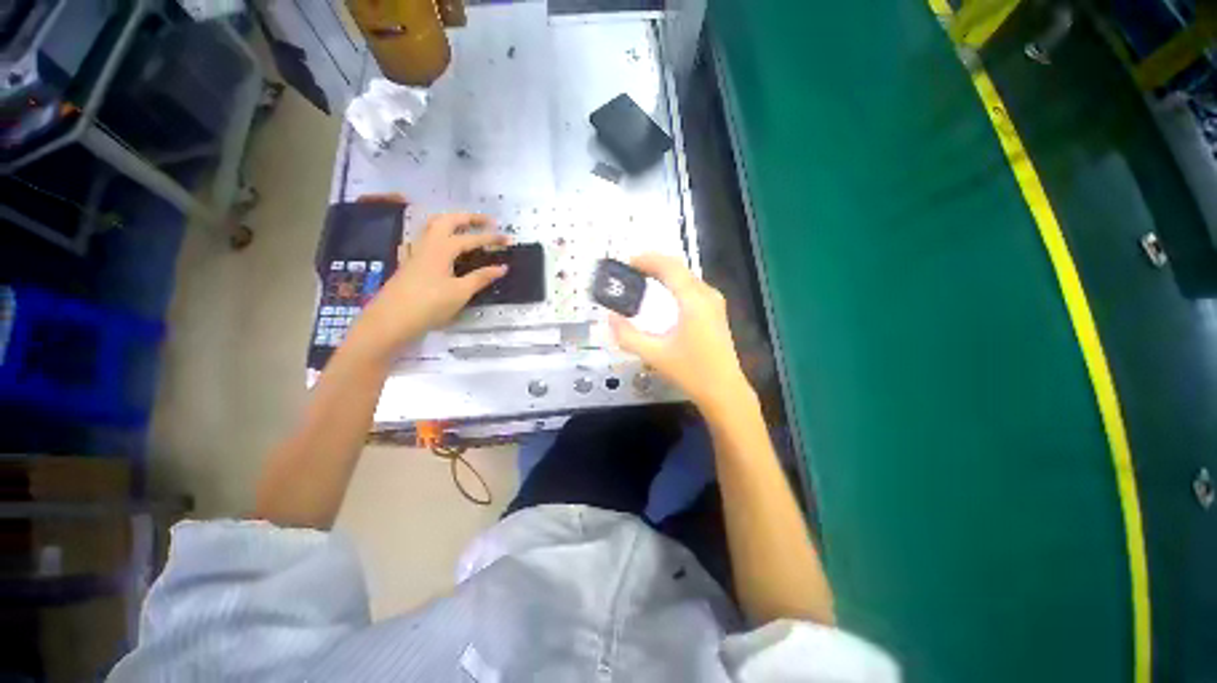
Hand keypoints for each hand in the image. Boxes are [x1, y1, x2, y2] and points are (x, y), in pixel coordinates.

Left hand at [350, 212, 507, 358]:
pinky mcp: (410, 263)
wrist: (391, 320)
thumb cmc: (429, 305)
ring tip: (467, 227)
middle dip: (468, 218)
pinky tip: (442, 245)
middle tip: (487, 221)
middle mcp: (427, 244)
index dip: (491, 238)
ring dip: (451, 222)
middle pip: (447, 220)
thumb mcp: (460, 293)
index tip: (509, 239)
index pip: (471, 238)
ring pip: (432, 227)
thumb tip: (502, 267)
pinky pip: (425, 239)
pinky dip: (439, 235)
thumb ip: (481, 277)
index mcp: (442, 249)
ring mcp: (415, 253)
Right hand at [610, 254, 753, 414]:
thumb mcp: (655, 355)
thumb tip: (611, 318)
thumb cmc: (691, 372)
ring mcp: (714, 302)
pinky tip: (662, 296)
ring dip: (664, 273)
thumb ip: (628, 336)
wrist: (724, 390)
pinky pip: (692, 287)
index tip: (627, 263)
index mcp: (694, 300)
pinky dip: (674, 284)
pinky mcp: (715, 311)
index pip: (669, 267)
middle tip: (630, 272)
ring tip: (642, 280)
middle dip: (653, 265)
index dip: (647, 260)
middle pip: (678, 268)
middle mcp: (707, 294)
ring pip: (686, 276)